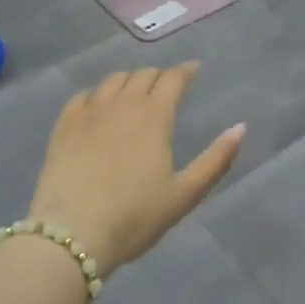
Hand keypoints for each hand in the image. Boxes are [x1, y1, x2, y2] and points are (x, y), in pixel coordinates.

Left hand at [28, 61, 243, 272]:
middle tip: (166, 86)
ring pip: (112, 81)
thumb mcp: (184, 194)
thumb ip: (216, 160)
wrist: (71, 234)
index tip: (194, 69)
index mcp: (154, 116)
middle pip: (143, 75)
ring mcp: (89, 113)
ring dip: (128, 81)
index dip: (185, 71)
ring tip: (134, 92)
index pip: (173, 79)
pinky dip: (96, 95)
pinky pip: (82, 97)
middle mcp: (122, 104)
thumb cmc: (134, 217)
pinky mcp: (63, 127)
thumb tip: (240, 127)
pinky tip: (97, 107)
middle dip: (159, 76)